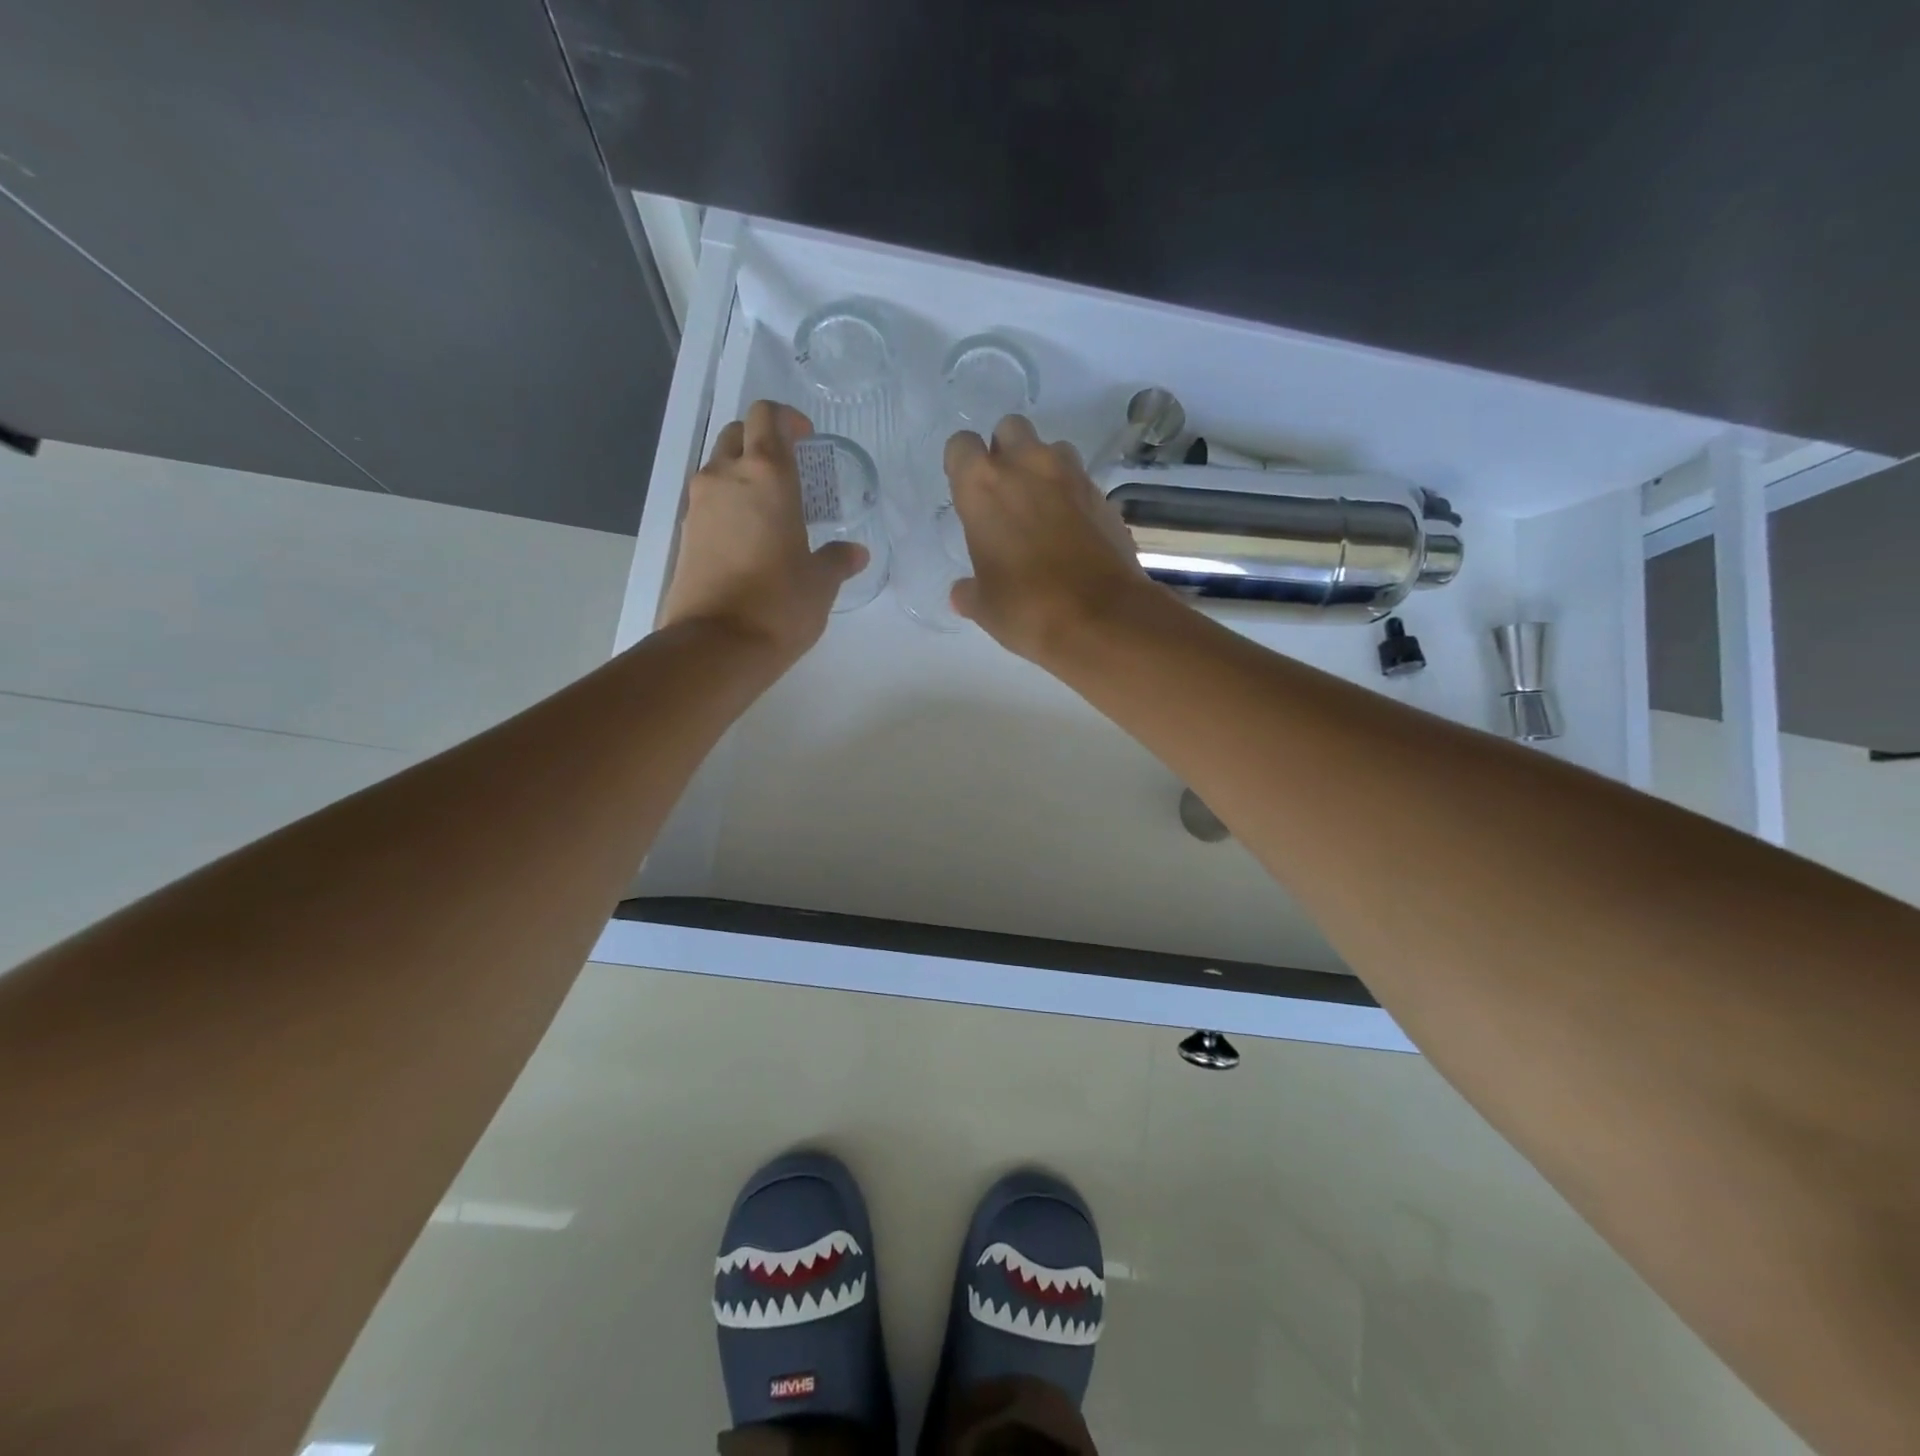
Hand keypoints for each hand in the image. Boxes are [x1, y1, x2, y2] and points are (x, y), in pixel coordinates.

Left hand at [660, 401, 866, 662]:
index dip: (787, 419)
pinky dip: (729, 504)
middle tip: (790, 470)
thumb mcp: (821, 582)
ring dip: (742, 473)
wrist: (716, 645)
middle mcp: (725, 477)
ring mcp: (698, 506)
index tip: (806, 439)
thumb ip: (838, 559)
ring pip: (718, 467)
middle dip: (761, 440)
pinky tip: (751, 537)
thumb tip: (855, 553)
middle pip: (736, 434)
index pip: (766, 416)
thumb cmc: (779, 604)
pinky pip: (709, 502)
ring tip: (772, 507)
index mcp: (766, 474)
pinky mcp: (685, 535)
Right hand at [945, 415, 1150, 661]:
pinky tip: (1070, 533)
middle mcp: (1027, 467)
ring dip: (1042, 469)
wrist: (1103, 618)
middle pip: (1011, 429)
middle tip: (1005, 495)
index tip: (967, 494)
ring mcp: (1072, 477)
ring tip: (1041, 510)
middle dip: (1005, 452)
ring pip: (1051, 449)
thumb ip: (969, 591)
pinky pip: (1080, 481)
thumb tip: (962, 593)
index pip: (961, 445)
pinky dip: (1071, 497)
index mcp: (983, 486)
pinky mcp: (1104, 496)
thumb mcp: (984, 606)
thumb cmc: (1027, 608)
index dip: (962, 466)